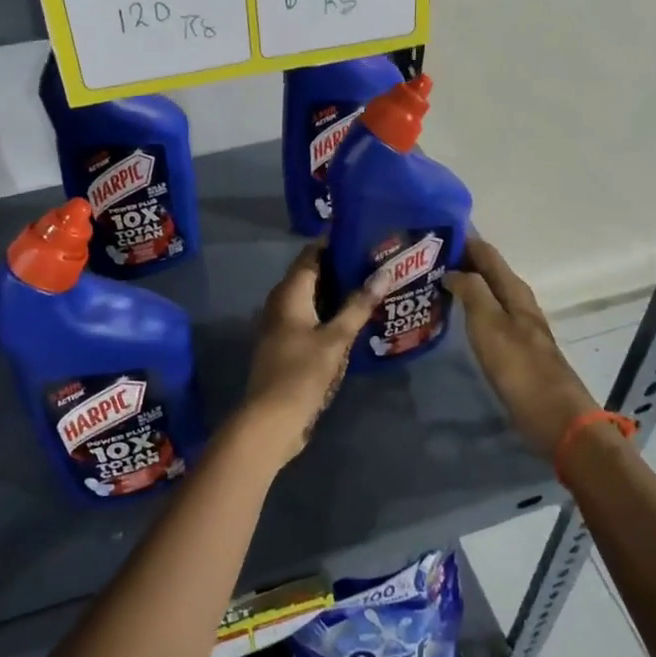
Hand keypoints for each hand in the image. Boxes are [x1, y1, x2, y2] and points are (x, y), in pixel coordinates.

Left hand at [236, 244, 385, 466]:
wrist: (271, 420)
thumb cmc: (302, 373)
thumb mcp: (336, 338)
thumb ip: (358, 305)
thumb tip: (384, 272)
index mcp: (289, 293)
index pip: (311, 254)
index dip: (335, 243)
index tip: (364, 236)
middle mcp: (281, 303)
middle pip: (312, 275)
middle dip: (341, 268)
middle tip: (377, 262)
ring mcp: (281, 325)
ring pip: (312, 299)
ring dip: (338, 293)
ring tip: (373, 287)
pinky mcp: (286, 345)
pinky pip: (310, 319)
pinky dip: (330, 314)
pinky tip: (355, 320)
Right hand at [444, 236, 598, 455]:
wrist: (554, 417)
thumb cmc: (519, 367)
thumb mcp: (490, 324)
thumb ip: (472, 291)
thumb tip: (453, 269)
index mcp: (514, 290)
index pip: (486, 252)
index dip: (462, 239)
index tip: (431, 231)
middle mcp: (518, 301)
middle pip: (487, 270)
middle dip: (459, 260)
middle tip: (422, 257)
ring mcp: (517, 324)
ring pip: (487, 292)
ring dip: (463, 283)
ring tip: (431, 281)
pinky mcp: (513, 347)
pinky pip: (486, 313)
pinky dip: (468, 306)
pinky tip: (452, 314)